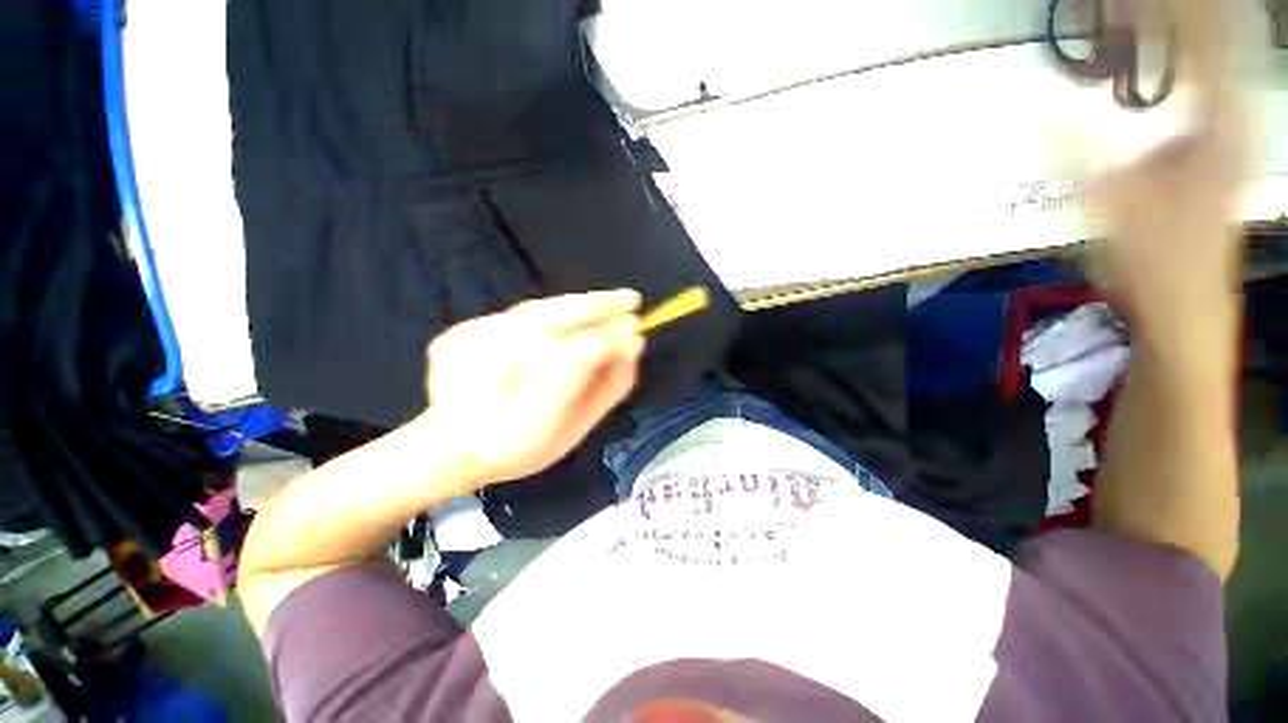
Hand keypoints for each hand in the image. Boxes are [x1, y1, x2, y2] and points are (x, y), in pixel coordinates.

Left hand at [420, 290, 644, 486]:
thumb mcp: (576, 426)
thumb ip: (608, 386)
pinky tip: (565, 317)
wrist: (452, 447)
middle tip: (629, 298)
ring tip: (604, 302)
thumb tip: (633, 345)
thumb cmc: (523, 445)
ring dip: (574, 305)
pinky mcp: (457, 334)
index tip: (636, 325)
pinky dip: (548, 311)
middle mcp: (487, 375)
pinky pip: (515, 315)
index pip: (575, 358)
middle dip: (596, 306)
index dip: (608, 338)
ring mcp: (467, 348)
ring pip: (534, 312)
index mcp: (521, 415)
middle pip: (551, 322)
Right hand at [1089, 0, 1249, 345]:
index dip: (1163, 7)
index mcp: (1221, 125)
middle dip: (1173, 11)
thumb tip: (1029, 116)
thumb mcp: (1111, 207)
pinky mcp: (1218, 145)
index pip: (1200, 37)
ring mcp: (1231, 130)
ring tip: (1136, 14)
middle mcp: (1235, 116)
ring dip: (1178, 26)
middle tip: (1121, 5)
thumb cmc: (1155, 266)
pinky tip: (1156, 48)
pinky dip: (1182, 52)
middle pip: (1213, 35)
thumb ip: (1073, 154)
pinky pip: (1205, 78)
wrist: (1187, 311)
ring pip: (1212, 52)